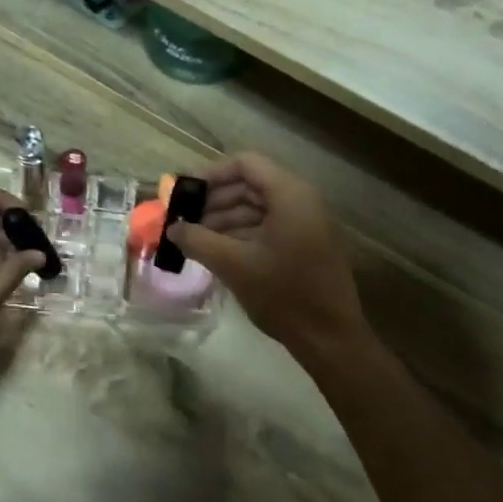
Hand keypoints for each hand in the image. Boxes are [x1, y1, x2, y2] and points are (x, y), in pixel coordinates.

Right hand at [164, 153, 366, 357]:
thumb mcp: (233, 265)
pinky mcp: (306, 246)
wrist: (329, 337)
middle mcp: (302, 201)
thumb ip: (198, 240)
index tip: (184, 194)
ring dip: (226, 220)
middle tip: (185, 220)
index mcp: (290, 195)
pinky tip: (219, 252)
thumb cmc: (283, 294)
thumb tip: (173, 228)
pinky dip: (243, 234)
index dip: (211, 174)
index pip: (245, 164)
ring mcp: (307, 224)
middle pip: (251, 185)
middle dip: (215, 201)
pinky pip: (269, 227)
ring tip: (196, 240)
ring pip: (258, 208)